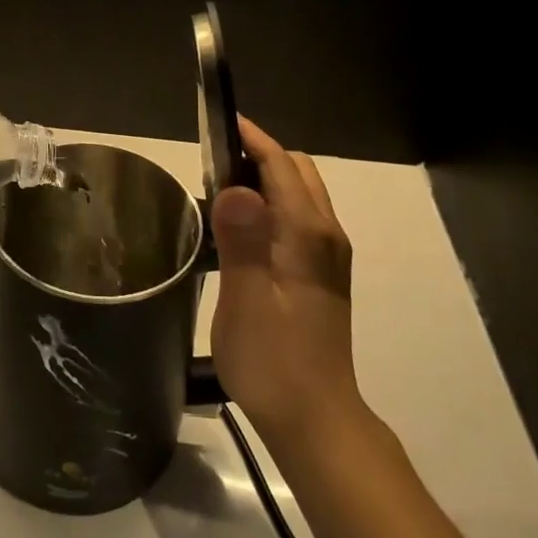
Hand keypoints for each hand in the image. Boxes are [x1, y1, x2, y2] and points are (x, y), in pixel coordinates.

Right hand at [209, 116, 361, 442]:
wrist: (315, 418)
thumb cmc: (274, 360)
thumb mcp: (246, 301)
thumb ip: (243, 241)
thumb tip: (235, 186)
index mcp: (307, 235)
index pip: (282, 166)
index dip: (253, 139)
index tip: (220, 120)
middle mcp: (325, 236)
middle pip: (298, 172)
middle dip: (260, 154)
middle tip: (211, 159)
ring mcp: (326, 256)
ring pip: (300, 194)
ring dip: (266, 178)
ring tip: (219, 188)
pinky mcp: (320, 274)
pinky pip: (297, 218)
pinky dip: (272, 204)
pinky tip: (241, 227)